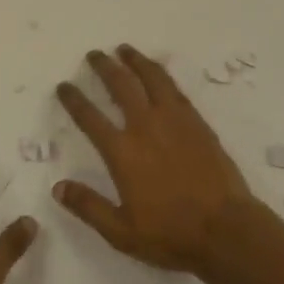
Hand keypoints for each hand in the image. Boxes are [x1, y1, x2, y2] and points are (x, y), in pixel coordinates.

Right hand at [54, 45, 261, 274]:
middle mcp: (145, 126)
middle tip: (94, 54)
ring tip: (124, 49)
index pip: (90, 117)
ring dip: (134, 60)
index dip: (74, 100)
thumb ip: (89, 206)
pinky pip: (174, 88)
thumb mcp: (121, 232)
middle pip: (120, 85)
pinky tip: (157, 71)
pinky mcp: (196, 121)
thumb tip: (58, 187)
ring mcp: (173, 119)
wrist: (225, 228)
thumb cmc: (171, 234)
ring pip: (150, 78)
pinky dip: (161, 73)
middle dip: (104, 67)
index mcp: (123, 152)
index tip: (64, 86)